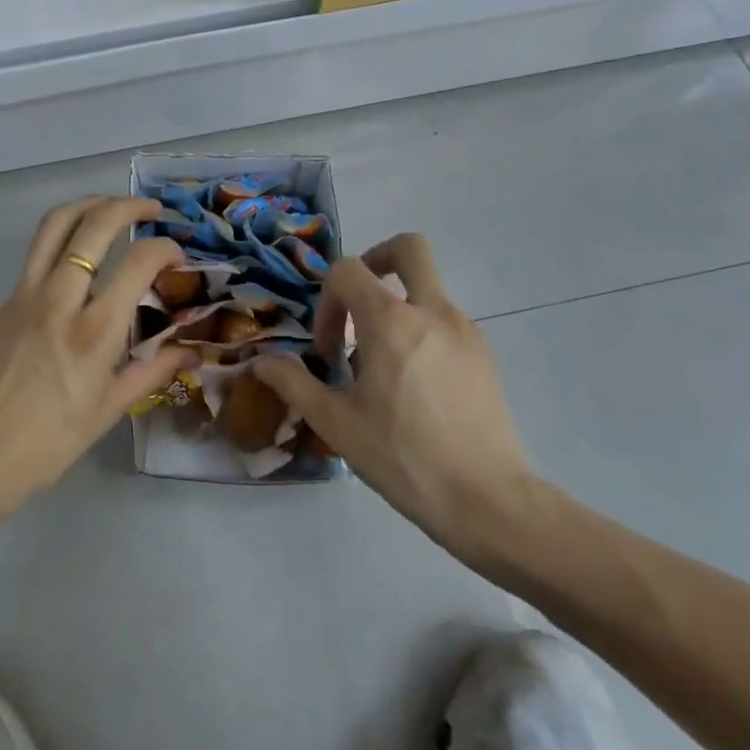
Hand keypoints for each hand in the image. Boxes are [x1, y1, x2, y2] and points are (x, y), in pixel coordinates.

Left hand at [0, 196, 194, 516]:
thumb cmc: (49, 442)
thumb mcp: (109, 410)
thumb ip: (153, 371)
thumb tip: (192, 352)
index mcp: (94, 332)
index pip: (138, 262)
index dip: (165, 248)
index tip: (177, 255)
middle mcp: (61, 299)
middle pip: (95, 225)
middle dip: (129, 206)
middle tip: (152, 210)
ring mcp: (28, 293)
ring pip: (57, 223)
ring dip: (90, 203)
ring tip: (114, 206)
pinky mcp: (8, 298)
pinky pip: (39, 247)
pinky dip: (65, 230)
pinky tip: (82, 245)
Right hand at [252, 234, 532, 556]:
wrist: (489, 501)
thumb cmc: (404, 459)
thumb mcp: (337, 424)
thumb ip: (294, 384)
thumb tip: (261, 362)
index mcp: (390, 321)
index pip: (348, 271)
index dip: (327, 301)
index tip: (330, 350)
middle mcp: (431, 311)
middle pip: (409, 248)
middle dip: (379, 258)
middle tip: (360, 299)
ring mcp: (465, 329)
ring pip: (428, 288)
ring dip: (399, 306)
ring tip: (384, 364)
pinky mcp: (485, 354)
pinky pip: (446, 321)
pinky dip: (423, 332)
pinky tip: (416, 384)